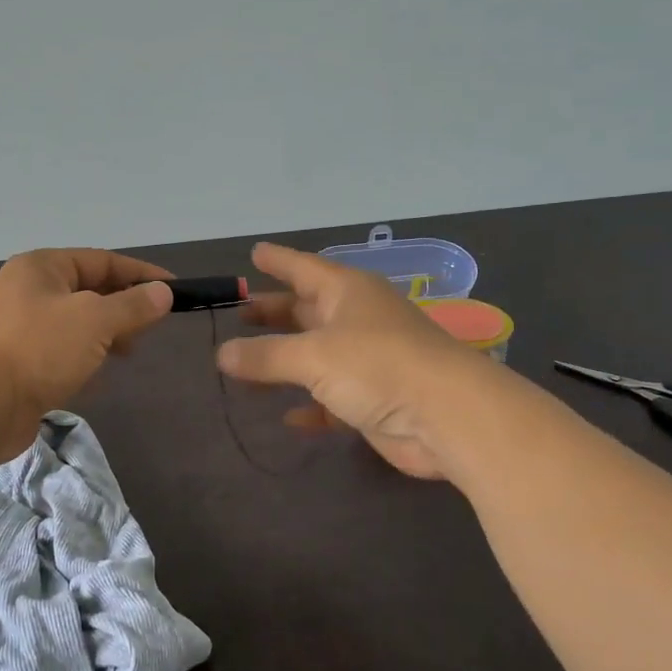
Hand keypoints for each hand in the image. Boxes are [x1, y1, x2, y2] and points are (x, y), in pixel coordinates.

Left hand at [0, 248, 174, 461]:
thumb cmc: (37, 348)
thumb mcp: (95, 320)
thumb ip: (132, 306)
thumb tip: (163, 292)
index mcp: (43, 267)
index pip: (102, 261)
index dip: (141, 274)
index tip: (175, 290)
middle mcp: (29, 291)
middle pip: (89, 292)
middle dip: (122, 309)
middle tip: (149, 330)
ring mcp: (19, 329)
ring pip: (76, 326)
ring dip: (103, 338)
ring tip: (126, 354)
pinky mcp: (17, 365)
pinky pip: (60, 355)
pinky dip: (81, 362)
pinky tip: (93, 379)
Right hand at [216, 243, 470, 478]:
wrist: (449, 417)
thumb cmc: (378, 366)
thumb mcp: (313, 356)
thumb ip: (265, 356)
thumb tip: (222, 353)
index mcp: (347, 293)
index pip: (303, 268)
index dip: (278, 261)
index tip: (254, 253)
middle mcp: (357, 320)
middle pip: (307, 310)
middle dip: (274, 312)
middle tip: (239, 312)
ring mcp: (368, 361)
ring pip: (315, 355)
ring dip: (283, 359)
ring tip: (244, 364)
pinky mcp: (374, 400)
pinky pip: (330, 398)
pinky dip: (309, 405)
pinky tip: (287, 417)